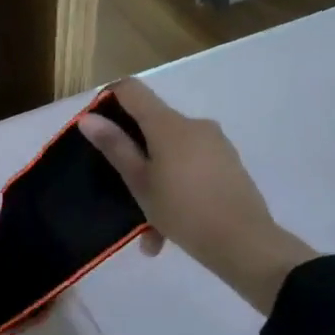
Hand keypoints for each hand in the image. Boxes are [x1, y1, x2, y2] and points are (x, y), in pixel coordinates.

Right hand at [77, 78, 315, 313]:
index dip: (108, 100)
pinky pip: (191, 168)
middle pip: (152, 124)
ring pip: (171, 153)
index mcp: (168, 124)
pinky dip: (176, 189)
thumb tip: (88, 117)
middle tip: (120, 189)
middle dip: (133, 154)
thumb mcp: (139, 182)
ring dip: (154, 181)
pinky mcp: (229, 163)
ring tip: (147, 229)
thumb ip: (115, 146)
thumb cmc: (184, 210)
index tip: (95, 127)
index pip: (132, 90)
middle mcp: (194, 125)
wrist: (246, 244)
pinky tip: (168, 230)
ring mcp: (215, 144)